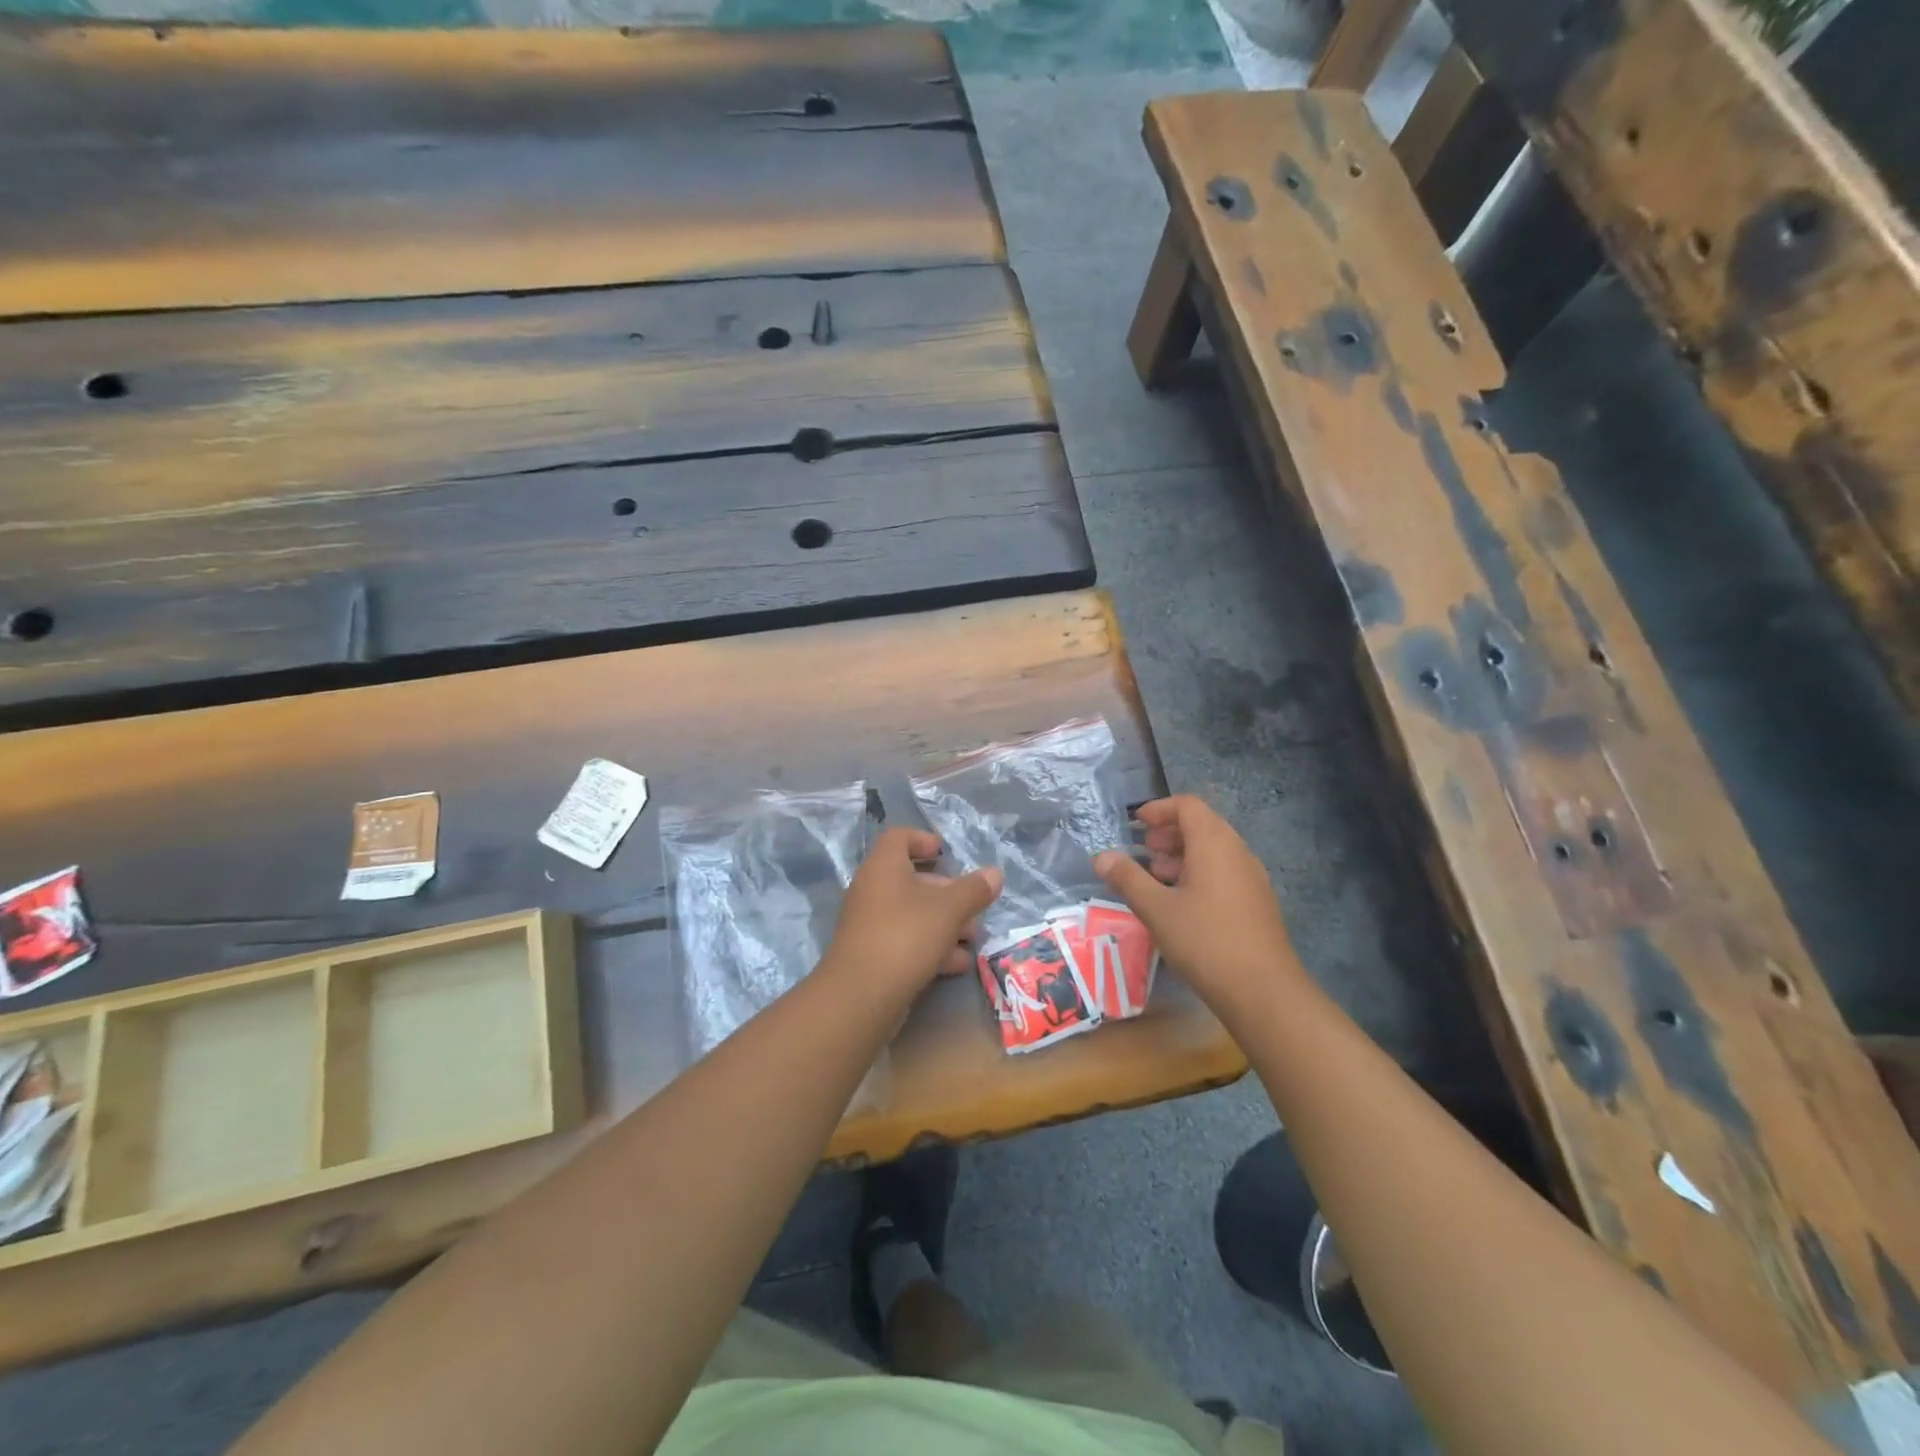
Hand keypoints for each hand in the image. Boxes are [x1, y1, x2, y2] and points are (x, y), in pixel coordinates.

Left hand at [826, 828, 1002, 993]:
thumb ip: (974, 890)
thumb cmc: (906, 936)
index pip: (899, 837)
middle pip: (911, 879)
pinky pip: (904, 940)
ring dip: (944, 923)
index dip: (923, 840)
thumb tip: (995, 873)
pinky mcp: (871, 954)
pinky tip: (957, 964)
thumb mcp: (949, 910)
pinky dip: (930, 946)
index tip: (946, 853)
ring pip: (911, 913)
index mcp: (883, 867)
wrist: (861, 996)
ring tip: (972, 939)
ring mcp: (869, 923)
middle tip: (973, 907)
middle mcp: (872, 889)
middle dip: (946, 892)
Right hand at [1093, 796, 1306, 1015]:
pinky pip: (1225, 872)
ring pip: (1214, 851)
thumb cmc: (1205, 941)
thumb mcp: (1156, 909)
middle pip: (1202, 825)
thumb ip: (1127, 878)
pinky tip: (1182, 905)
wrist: (1264, 991)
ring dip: (1183, 856)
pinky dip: (1200, 874)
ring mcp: (1252, 878)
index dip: (1159, 809)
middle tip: (1144, 852)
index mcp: (1214, 844)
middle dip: (1169, 833)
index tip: (1136, 824)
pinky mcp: (1257, 903)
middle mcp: (1238, 852)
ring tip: (1157, 879)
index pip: (1187, 806)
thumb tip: (1102, 857)